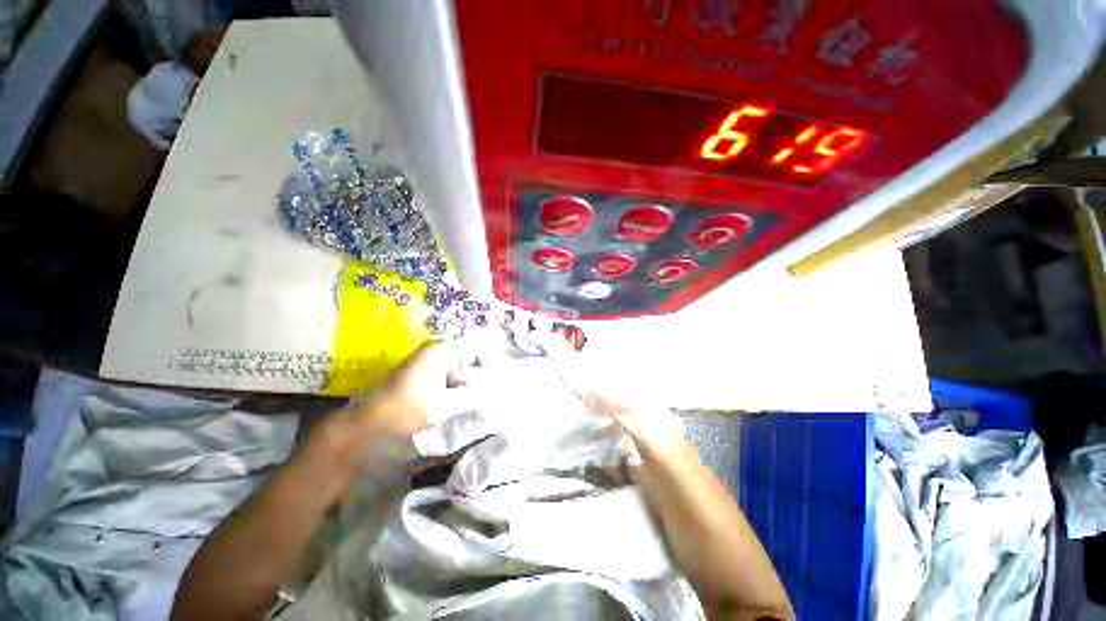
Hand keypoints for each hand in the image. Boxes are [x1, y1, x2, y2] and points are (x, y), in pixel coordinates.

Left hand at [351, 340, 487, 440]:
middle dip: (481, 372)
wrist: (367, 424)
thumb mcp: (443, 405)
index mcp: (440, 351)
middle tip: (492, 390)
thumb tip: (495, 391)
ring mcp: (428, 361)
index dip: (489, 362)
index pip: (475, 348)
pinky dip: (459, 384)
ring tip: (482, 395)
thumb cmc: (405, 410)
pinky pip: (449, 373)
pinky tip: (465, 398)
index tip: (499, 379)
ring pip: (459, 365)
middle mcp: (435, 350)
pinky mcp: (424, 373)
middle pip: (468, 356)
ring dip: (470, 379)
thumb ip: (473, 396)